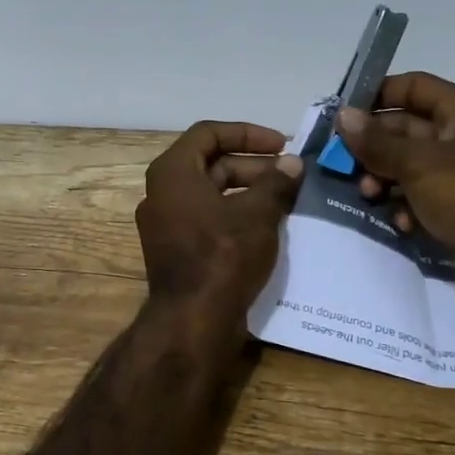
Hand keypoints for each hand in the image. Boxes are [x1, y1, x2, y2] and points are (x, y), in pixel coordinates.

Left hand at [135, 122, 303, 315]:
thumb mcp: (257, 214)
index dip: (247, 133)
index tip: (281, 144)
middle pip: (211, 163)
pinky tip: (268, 225)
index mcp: (173, 172)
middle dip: (253, 165)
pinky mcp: (176, 249)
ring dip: (248, 190)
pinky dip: (235, 214)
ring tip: (286, 199)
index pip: (209, 133)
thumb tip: (292, 163)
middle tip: (290, 174)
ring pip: (211, 193)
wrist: (193, 321)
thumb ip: (276, 183)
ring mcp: (167, 223)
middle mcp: (162, 192)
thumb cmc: (222, 256)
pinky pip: (207, 218)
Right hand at [334, 73, 454, 292]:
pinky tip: (400, 221)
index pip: (412, 86)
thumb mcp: (418, 163)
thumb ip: (376, 140)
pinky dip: (404, 204)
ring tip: (369, 194)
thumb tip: (343, 115)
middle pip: (405, 128)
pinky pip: (419, 194)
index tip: (343, 114)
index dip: (376, 95)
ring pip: (407, 163)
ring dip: (383, 177)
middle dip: (374, 146)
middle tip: (344, 163)